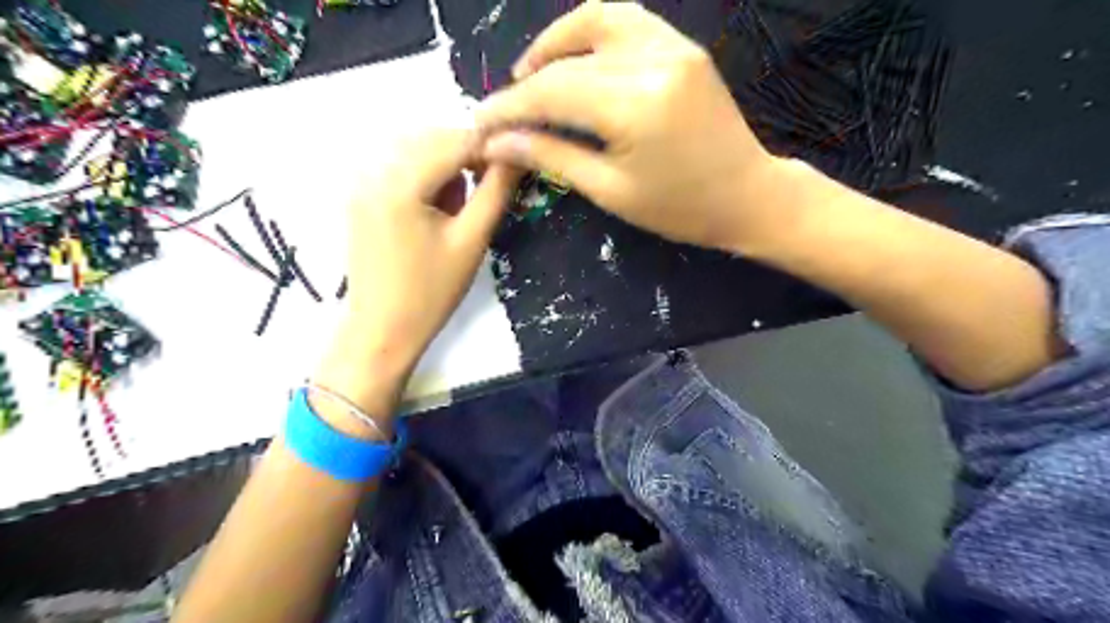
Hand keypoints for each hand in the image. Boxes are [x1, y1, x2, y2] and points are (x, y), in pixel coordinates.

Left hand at [311, 126, 521, 428]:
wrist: (381, 330)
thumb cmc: (431, 293)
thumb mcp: (471, 241)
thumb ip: (495, 191)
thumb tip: (517, 155)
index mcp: (400, 183)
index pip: (455, 140)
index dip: (491, 145)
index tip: (517, 161)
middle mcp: (373, 170)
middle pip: (432, 137)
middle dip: (467, 153)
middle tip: (490, 186)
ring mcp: (361, 181)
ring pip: (416, 147)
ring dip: (447, 163)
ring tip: (460, 205)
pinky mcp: (359, 194)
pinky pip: (399, 164)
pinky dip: (425, 173)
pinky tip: (436, 206)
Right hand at [477, 2, 788, 251]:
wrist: (748, 196)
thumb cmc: (680, 209)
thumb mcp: (610, 191)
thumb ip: (552, 157)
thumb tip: (498, 143)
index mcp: (634, 105)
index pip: (551, 92)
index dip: (508, 107)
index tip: (479, 125)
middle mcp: (652, 60)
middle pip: (566, 61)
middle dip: (524, 86)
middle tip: (501, 114)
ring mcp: (672, 45)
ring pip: (594, 20)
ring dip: (554, 44)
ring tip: (531, 76)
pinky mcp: (682, 45)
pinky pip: (627, 20)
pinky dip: (591, 33)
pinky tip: (574, 58)